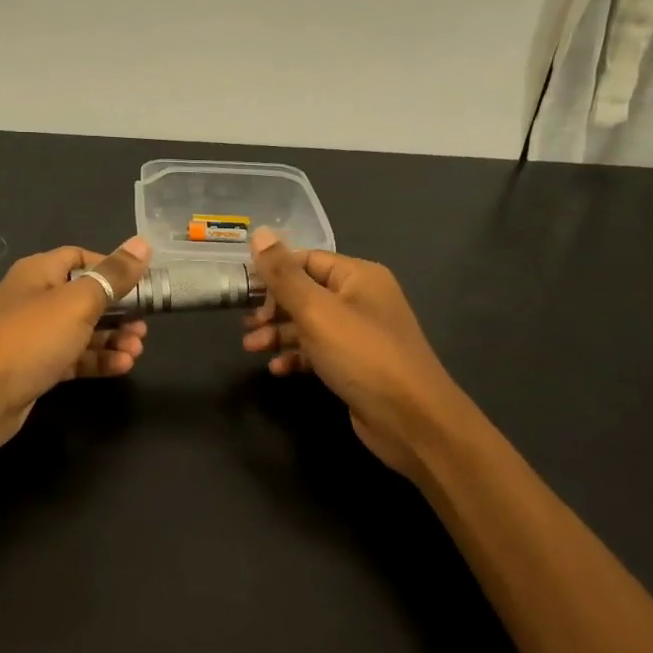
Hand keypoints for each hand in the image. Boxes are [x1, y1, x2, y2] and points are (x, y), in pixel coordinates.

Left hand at [0, 237, 152, 465]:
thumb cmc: (30, 339)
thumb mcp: (78, 302)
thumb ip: (113, 275)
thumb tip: (143, 243)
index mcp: (39, 272)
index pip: (81, 258)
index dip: (112, 268)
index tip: (142, 284)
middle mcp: (35, 299)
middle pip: (85, 296)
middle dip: (119, 310)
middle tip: (144, 326)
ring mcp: (34, 336)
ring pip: (82, 330)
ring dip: (112, 338)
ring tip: (137, 350)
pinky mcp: (36, 367)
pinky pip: (73, 358)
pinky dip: (97, 360)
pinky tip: (122, 367)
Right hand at [243, 229, 465, 482]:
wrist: (411, 420)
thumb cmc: (362, 355)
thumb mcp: (316, 311)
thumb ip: (284, 274)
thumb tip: (259, 232)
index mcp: (358, 276)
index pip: (307, 259)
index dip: (273, 270)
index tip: (241, 286)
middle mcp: (361, 299)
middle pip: (306, 292)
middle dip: (273, 306)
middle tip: (245, 322)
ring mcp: (360, 334)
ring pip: (309, 324)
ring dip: (279, 333)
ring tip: (251, 347)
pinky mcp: (355, 365)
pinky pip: (319, 352)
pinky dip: (297, 357)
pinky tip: (277, 369)